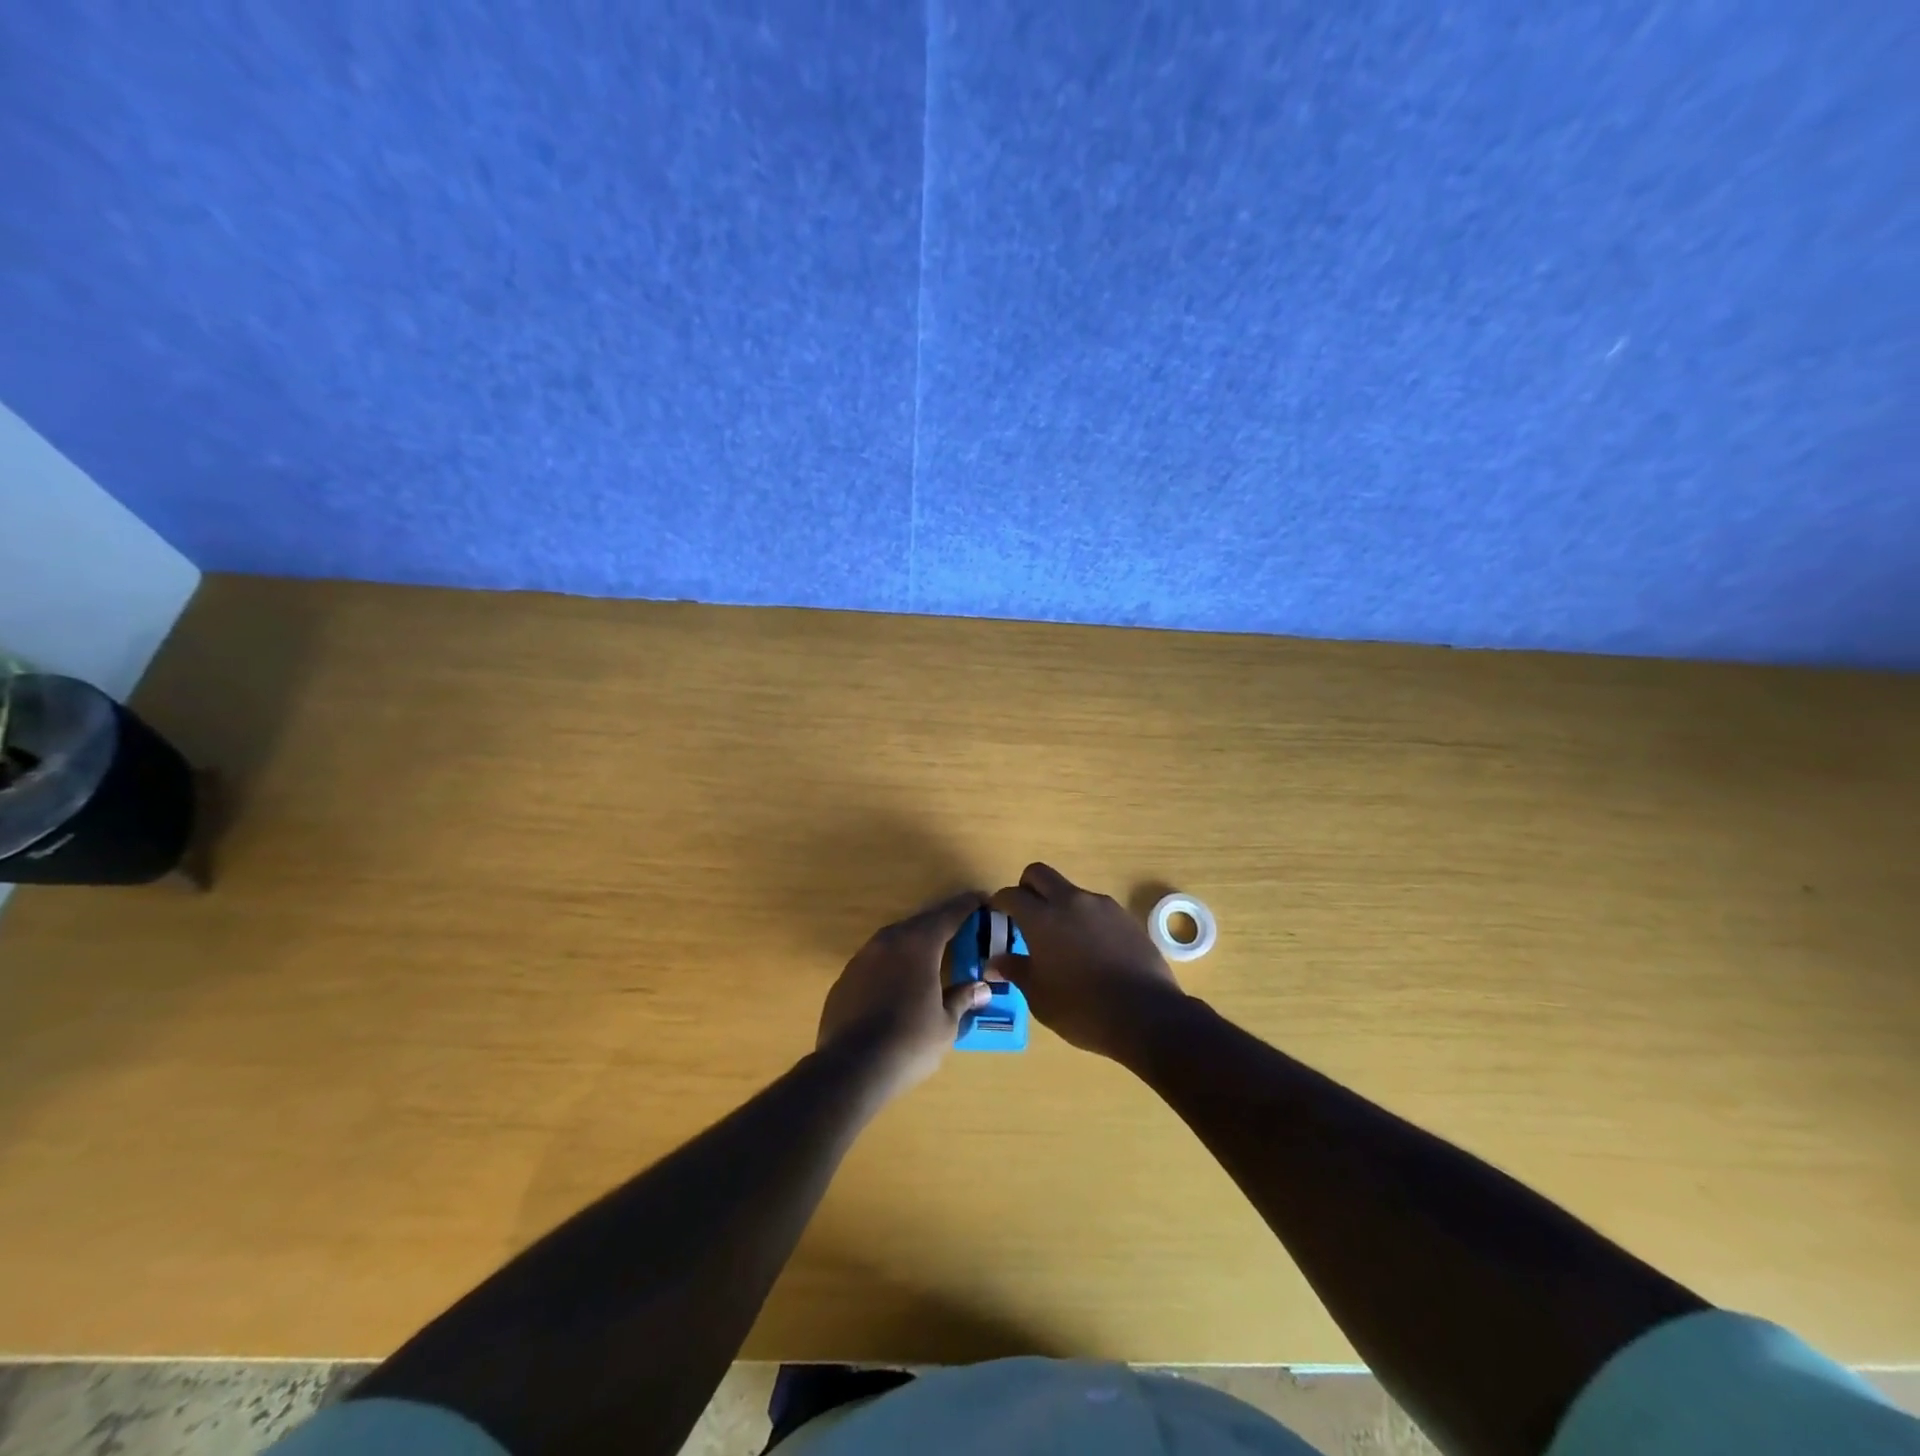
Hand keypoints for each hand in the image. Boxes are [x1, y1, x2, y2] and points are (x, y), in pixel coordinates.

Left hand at [817, 891, 991, 1096]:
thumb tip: (982, 988)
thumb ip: (963, 999)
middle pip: (921, 923)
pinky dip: (893, 963)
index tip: (982, 899)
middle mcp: (889, 941)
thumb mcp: (946, 1024)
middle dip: (942, 923)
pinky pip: (877, 960)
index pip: (948, 915)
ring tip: (933, 954)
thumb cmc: (909, 1043)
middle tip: (962, 927)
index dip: (967, 906)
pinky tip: (900, 982)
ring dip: (916, 942)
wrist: (851, 1068)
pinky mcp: (846, 978)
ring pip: (896, 939)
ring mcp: (863, 957)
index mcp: (919, 945)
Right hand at [989, 863, 1186, 1059]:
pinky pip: (1097, 909)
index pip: (1011, 895)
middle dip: (1027, 887)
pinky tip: (1092, 950)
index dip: (1000, 902)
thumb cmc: (1081, 1009)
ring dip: (1060, 905)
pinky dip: (1086, 920)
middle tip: (1026, 915)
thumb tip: (994, 962)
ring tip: (1063, 940)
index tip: (997, 915)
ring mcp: (1102, 906)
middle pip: (1040, 874)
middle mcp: (1070, 901)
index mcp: (1042, 918)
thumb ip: (1016, 971)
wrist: (1145, 1015)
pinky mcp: (1126, 917)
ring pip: (1071, 891)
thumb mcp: (1039, 996)